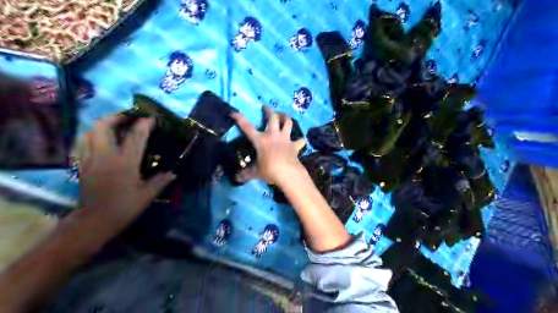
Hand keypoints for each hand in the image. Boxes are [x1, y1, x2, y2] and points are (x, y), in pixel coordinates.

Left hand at [77, 117, 174, 233]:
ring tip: (117, 129)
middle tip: (129, 119)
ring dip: (104, 126)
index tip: (151, 118)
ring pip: (91, 132)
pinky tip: (103, 143)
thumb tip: (173, 172)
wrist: (93, 222)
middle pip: (104, 126)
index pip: (135, 136)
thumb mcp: (147, 195)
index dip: (144, 124)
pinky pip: (84, 143)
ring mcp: (91, 159)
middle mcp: (106, 156)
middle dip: (117, 117)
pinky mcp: (83, 165)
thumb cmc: (123, 208)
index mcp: (125, 163)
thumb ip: (160, 181)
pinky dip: (94, 137)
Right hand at [234, 108, 306, 185]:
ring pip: (288, 123)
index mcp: (260, 140)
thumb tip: (237, 178)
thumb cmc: (269, 171)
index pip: (247, 127)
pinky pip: (300, 140)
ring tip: (284, 115)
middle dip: (269, 111)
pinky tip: (301, 139)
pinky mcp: (295, 145)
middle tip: (266, 107)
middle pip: (272, 118)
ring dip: (286, 117)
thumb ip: (246, 174)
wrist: (288, 173)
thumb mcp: (255, 173)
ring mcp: (285, 139)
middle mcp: (273, 135)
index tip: (234, 112)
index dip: (240, 118)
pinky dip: (301, 139)